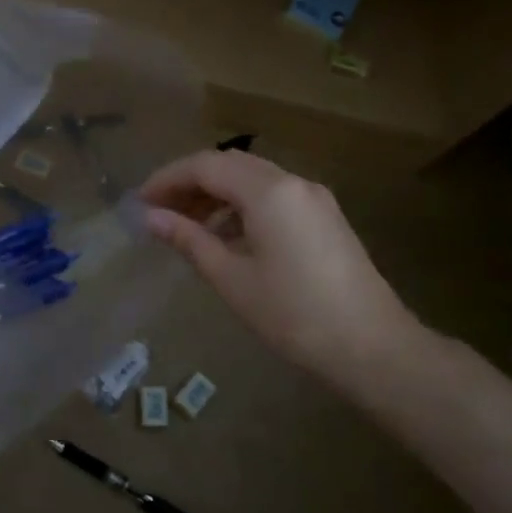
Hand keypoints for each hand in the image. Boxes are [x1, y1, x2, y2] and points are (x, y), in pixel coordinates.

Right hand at [141, 149, 424, 388]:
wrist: (371, 347)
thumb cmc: (293, 315)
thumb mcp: (231, 278)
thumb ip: (189, 240)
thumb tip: (151, 218)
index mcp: (269, 192)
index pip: (206, 166)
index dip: (168, 179)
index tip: (140, 202)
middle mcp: (293, 182)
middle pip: (231, 165)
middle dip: (191, 183)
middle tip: (159, 212)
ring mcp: (314, 198)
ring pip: (253, 179)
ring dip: (217, 194)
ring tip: (187, 227)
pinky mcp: (325, 217)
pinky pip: (274, 196)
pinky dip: (242, 206)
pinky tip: (227, 236)